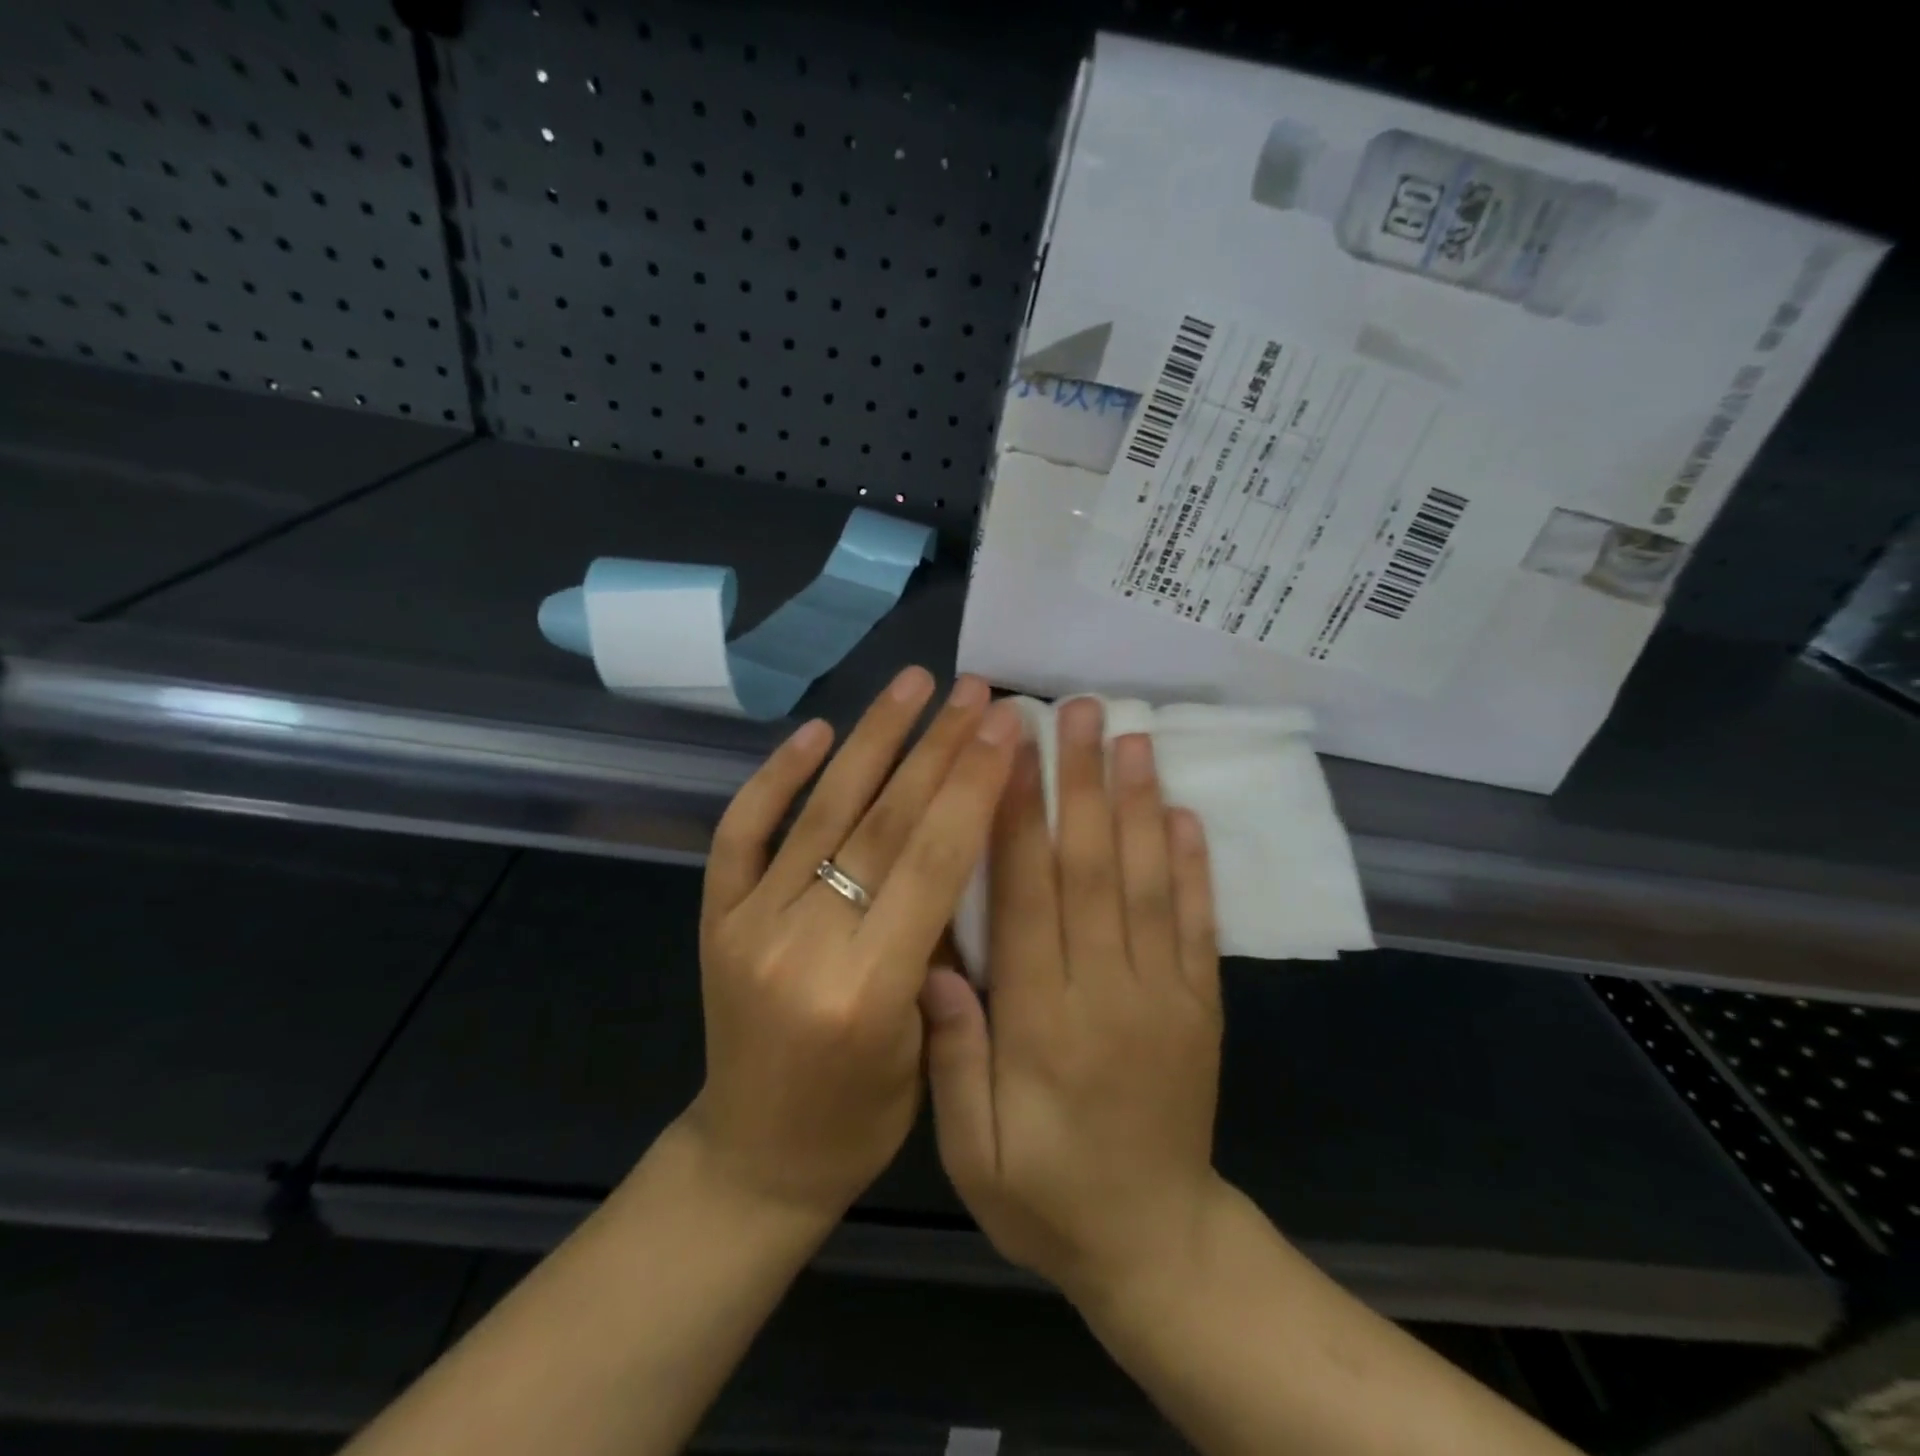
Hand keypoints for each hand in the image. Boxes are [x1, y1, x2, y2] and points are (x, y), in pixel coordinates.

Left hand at [685, 668, 1020, 1223]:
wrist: (754, 1156)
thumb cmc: (860, 1119)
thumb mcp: (928, 1045)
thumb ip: (941, 945)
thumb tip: (965, 837)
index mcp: (868, 989)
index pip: (933, 861)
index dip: (973, 785)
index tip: (1006, 725)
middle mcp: (802, 944)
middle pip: (883, 824)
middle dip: (937, 748)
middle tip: (975, 692)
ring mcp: (747, 924)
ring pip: (821, 812)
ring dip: (872, 739)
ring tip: (913, 683)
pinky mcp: (713, 917)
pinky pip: (741, 832)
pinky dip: (776, 776)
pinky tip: (816, 731)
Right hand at [921, 697, 1225, 1304]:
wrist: (1156, 1249)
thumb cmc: (1047, 1196)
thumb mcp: (974, 1153)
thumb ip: (953, 1060)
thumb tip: (933, 964)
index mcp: (1044, 1021)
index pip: (1028, 896)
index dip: (1015, 816)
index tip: (1010, 748)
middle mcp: (1108, 991)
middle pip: (1091, 868)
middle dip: (1080, 782)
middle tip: (1077, 710)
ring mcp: (1165, 994)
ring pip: (1147, 880)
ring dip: (1138, 803)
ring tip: (1131, 736)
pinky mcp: (1201, 1005)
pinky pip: (1198, 923)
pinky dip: (1193, 865)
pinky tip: (1184, 813)